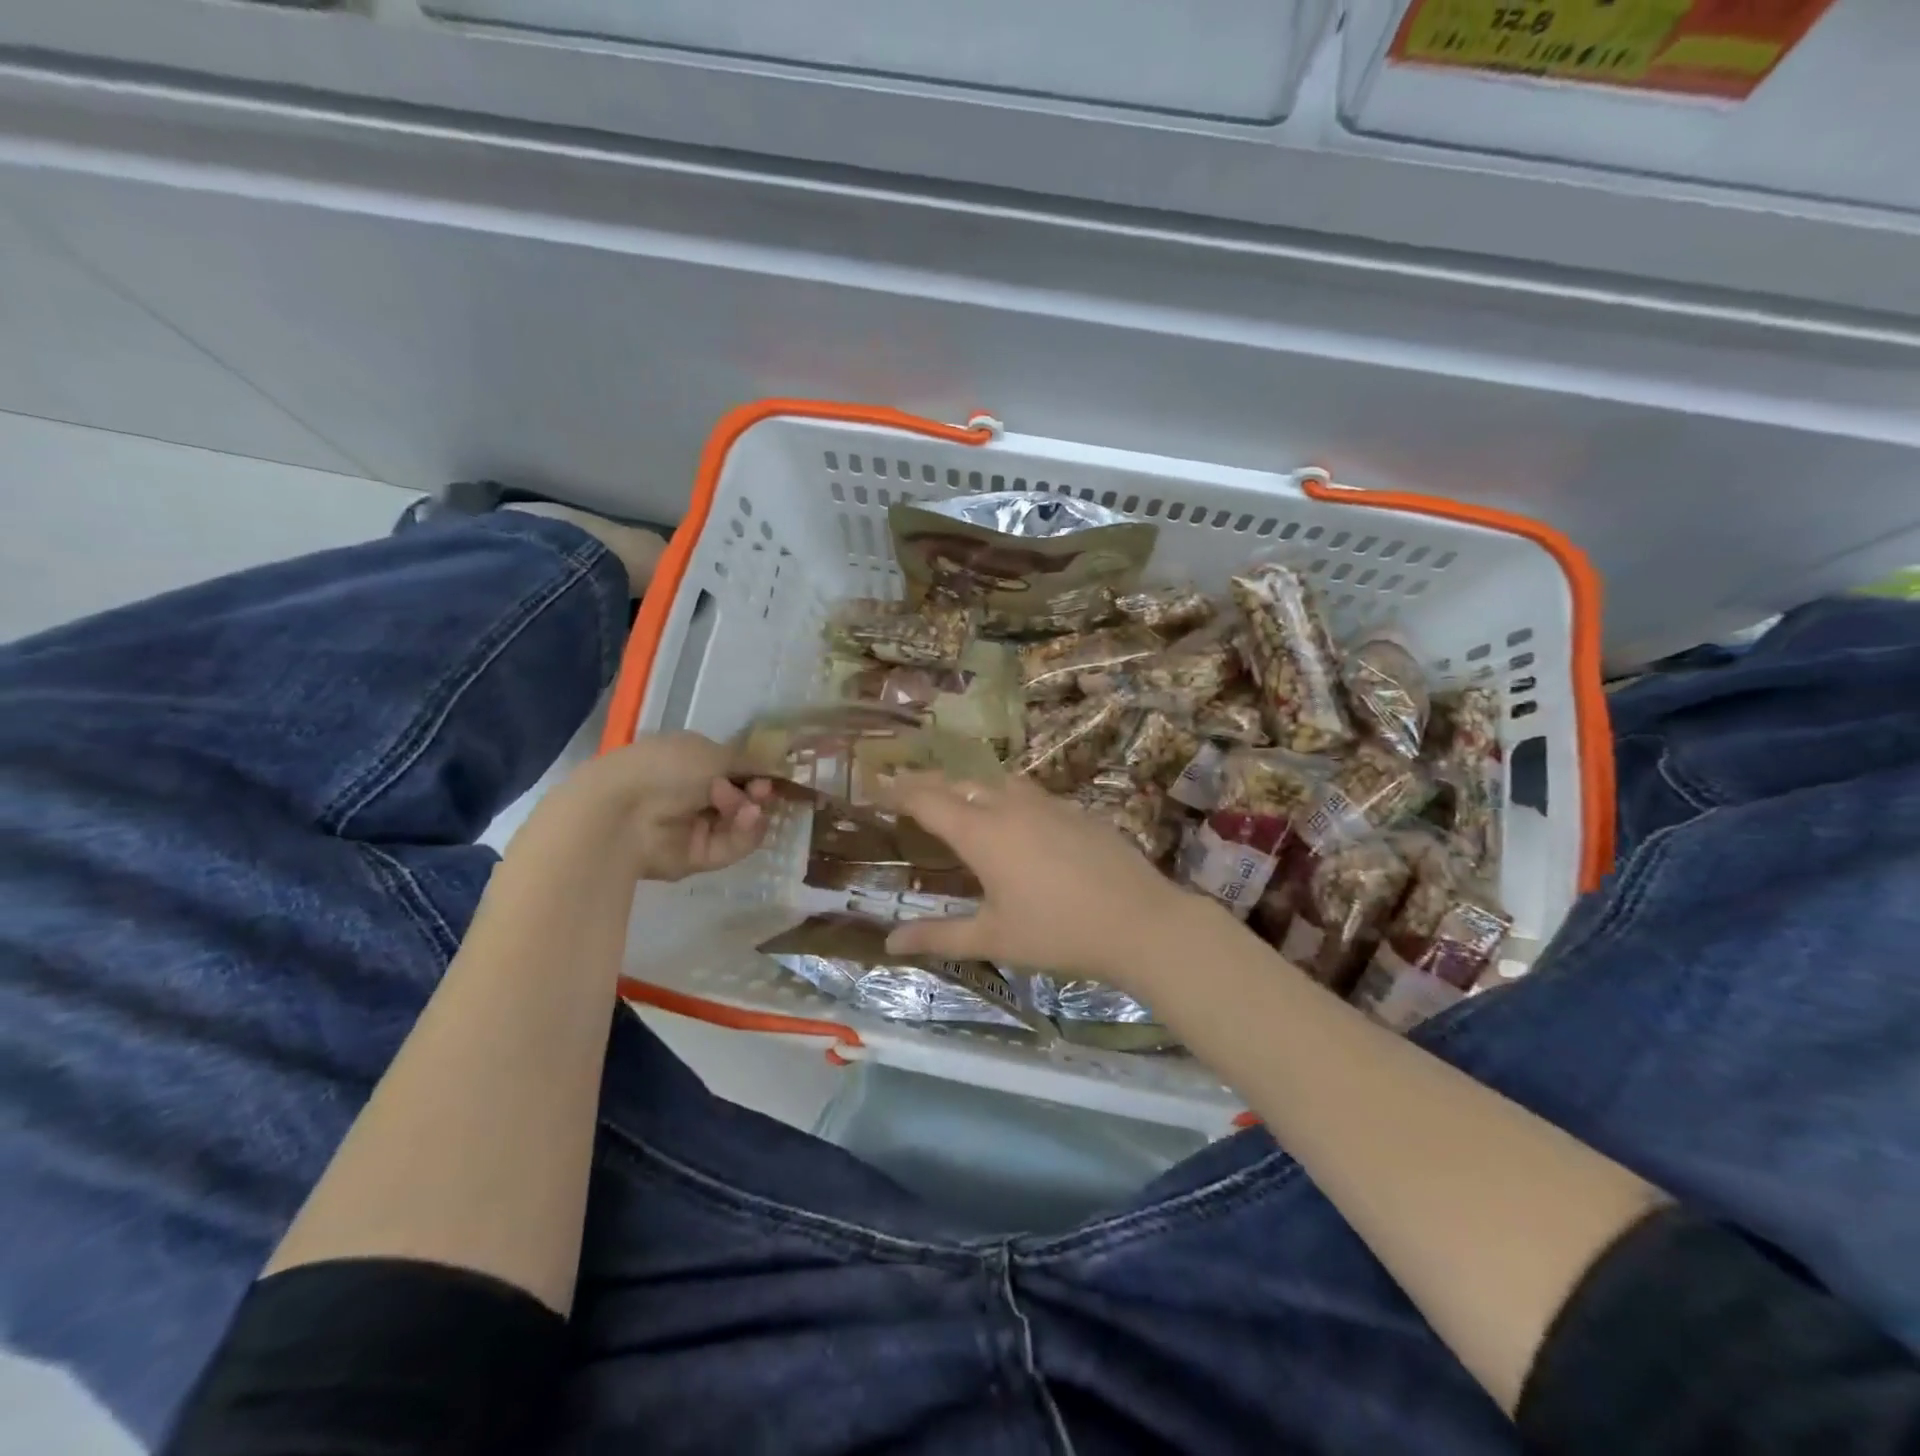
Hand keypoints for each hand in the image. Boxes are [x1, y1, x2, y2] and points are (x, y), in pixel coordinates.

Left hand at [530, 732, 771, 881]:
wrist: (623, 812)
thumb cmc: (666, 767)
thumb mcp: (713, 752)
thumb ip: (748, 760)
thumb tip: (775, 766)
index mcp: (692, 762)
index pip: (734, 769)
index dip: (756, 770)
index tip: (770, 771)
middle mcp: (694, 794)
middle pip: (743, 797)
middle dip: (757, 792)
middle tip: (762, 789)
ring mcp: (696, 827)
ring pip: (741, 822)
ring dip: (751, 811)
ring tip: (748, 805)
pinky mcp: (698, 857)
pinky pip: (733, 846)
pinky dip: (745, 832)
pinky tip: (748, 818)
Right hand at [879, 773, 1194, 984]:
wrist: (1140, 921)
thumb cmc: (1058, 932)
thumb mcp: (993, 938)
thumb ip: (938, 935)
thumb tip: (889, 942)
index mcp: (982, 833)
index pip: (928, 800)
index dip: (900, 791)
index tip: (878, 786)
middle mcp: (1011, 806)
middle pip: (960, 783)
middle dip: (930, 784)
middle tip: (909, 789)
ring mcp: (1048, 804)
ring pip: (998, 783)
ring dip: (971, 786)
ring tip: (959, 799)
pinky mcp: (1077, 811)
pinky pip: (1031, 794)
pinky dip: (1007, 797)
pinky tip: (1016, 819)